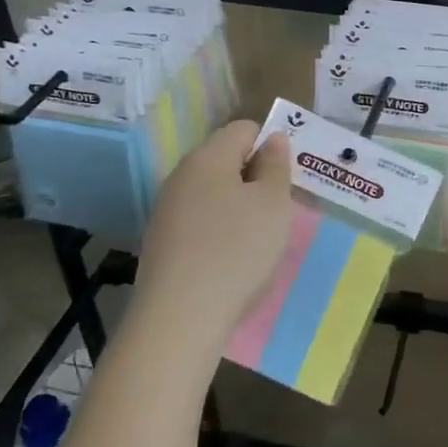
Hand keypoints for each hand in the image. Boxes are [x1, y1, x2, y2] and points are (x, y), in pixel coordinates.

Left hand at [130, 120, 293, 367]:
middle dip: (255, 179)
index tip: (286, 181)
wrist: (181, 317)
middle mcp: (181, 175)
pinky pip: (200, 222)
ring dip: (238, 208)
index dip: (270, 147)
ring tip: (257, 241)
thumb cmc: (238, 249)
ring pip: (213, 193)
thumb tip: (272, 140)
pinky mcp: (162, 242)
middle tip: (277, 212)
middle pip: (226, 160)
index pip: (244, 129)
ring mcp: (167, 209)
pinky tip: (231, 262)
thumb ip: (276, 165)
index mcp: (208, 156)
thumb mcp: (274, 204)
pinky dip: (219, 233)